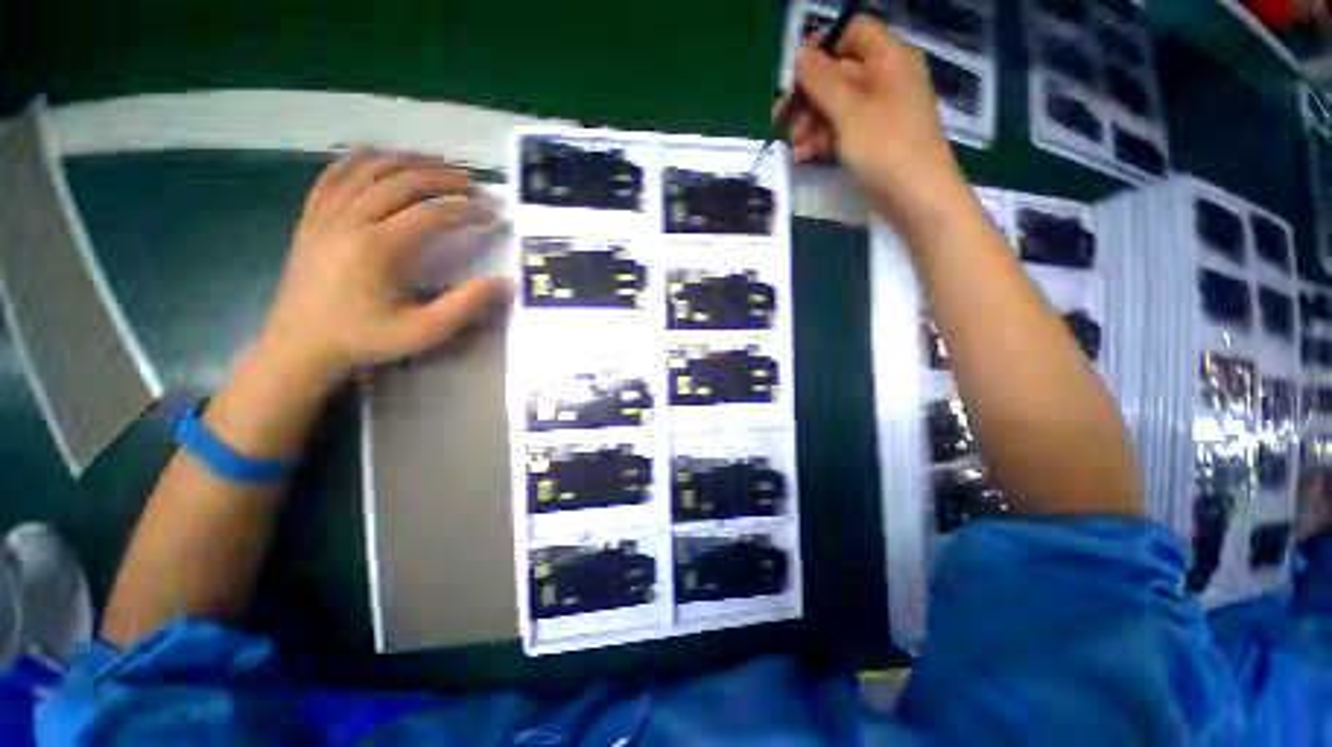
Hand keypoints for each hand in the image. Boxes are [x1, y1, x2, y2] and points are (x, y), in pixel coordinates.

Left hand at [259, 150, 508, 383]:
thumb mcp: (423, 332)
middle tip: (473, 184)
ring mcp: (324, 213)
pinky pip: (335, 173)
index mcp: (377, 248)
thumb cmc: (364, 339)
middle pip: (401, 180)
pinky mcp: (311, 216)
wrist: (299, 345)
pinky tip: (382, 159)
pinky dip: (362, 160)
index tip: (493, 213)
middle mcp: (349, 220)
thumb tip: (503, 283)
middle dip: (443, 178)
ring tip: (437, 165)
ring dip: (407, 161)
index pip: (431, 213)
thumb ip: (465, 306)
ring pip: (368, 168)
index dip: (467, 210)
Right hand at [780, 17, 966, 227]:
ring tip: (794, 144)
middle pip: (837, 73)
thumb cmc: (887, 147)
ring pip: (834, 105)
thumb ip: (823, 80)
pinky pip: (839, 130)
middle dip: (807, 95)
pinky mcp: (868, 139)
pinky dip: (819, 140)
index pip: (852, 33)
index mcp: (888, 59)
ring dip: (809, 122)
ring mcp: (876, 112)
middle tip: (781, 117)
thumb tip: (799, 53)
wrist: (915, 199)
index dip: (821, 47)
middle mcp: (883, 80)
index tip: (792, 73)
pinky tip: (803, 156)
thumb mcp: (851, 111)